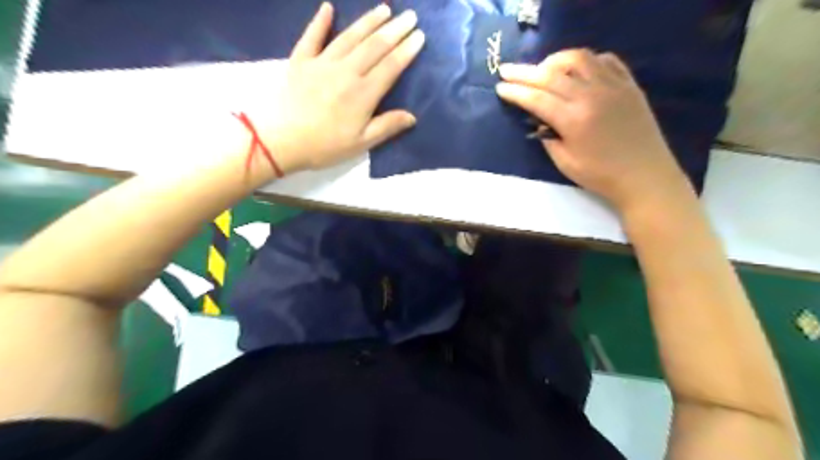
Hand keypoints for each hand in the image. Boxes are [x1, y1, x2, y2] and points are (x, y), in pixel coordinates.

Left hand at [258, 3, 426, 174]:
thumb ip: (387, 126)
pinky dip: (320, 21)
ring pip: (350, 36)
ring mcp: (322, 62)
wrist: (280, 141)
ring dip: (368, 21)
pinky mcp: (300, 61)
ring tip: (384, 9)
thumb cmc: (324, 146)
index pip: (391, 66)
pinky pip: (312, 36)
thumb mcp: (361, 143)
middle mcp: (346, 71)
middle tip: (410, 15)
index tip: (420, 36)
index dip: (407, 50)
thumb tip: (412, 116)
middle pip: (375, 46)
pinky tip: (328, 7)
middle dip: (395, 29)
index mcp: (363, 94)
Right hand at [493, 49, 690, 211]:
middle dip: (524, 72)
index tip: (500, 87)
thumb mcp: (564, 163)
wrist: (644, 175)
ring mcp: (613, 86)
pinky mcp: (629, 84)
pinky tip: (577, 70)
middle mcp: (591, 95)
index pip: (536, 98)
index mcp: (573, 119)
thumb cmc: (600, 175)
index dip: (515, 92)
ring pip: (578, 58)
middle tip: (507, 70)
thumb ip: (547, 137)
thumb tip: (538, 119)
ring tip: (542, 69)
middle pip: (551, 75)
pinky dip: (586, 61)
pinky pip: (605, 60)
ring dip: (554, 60)